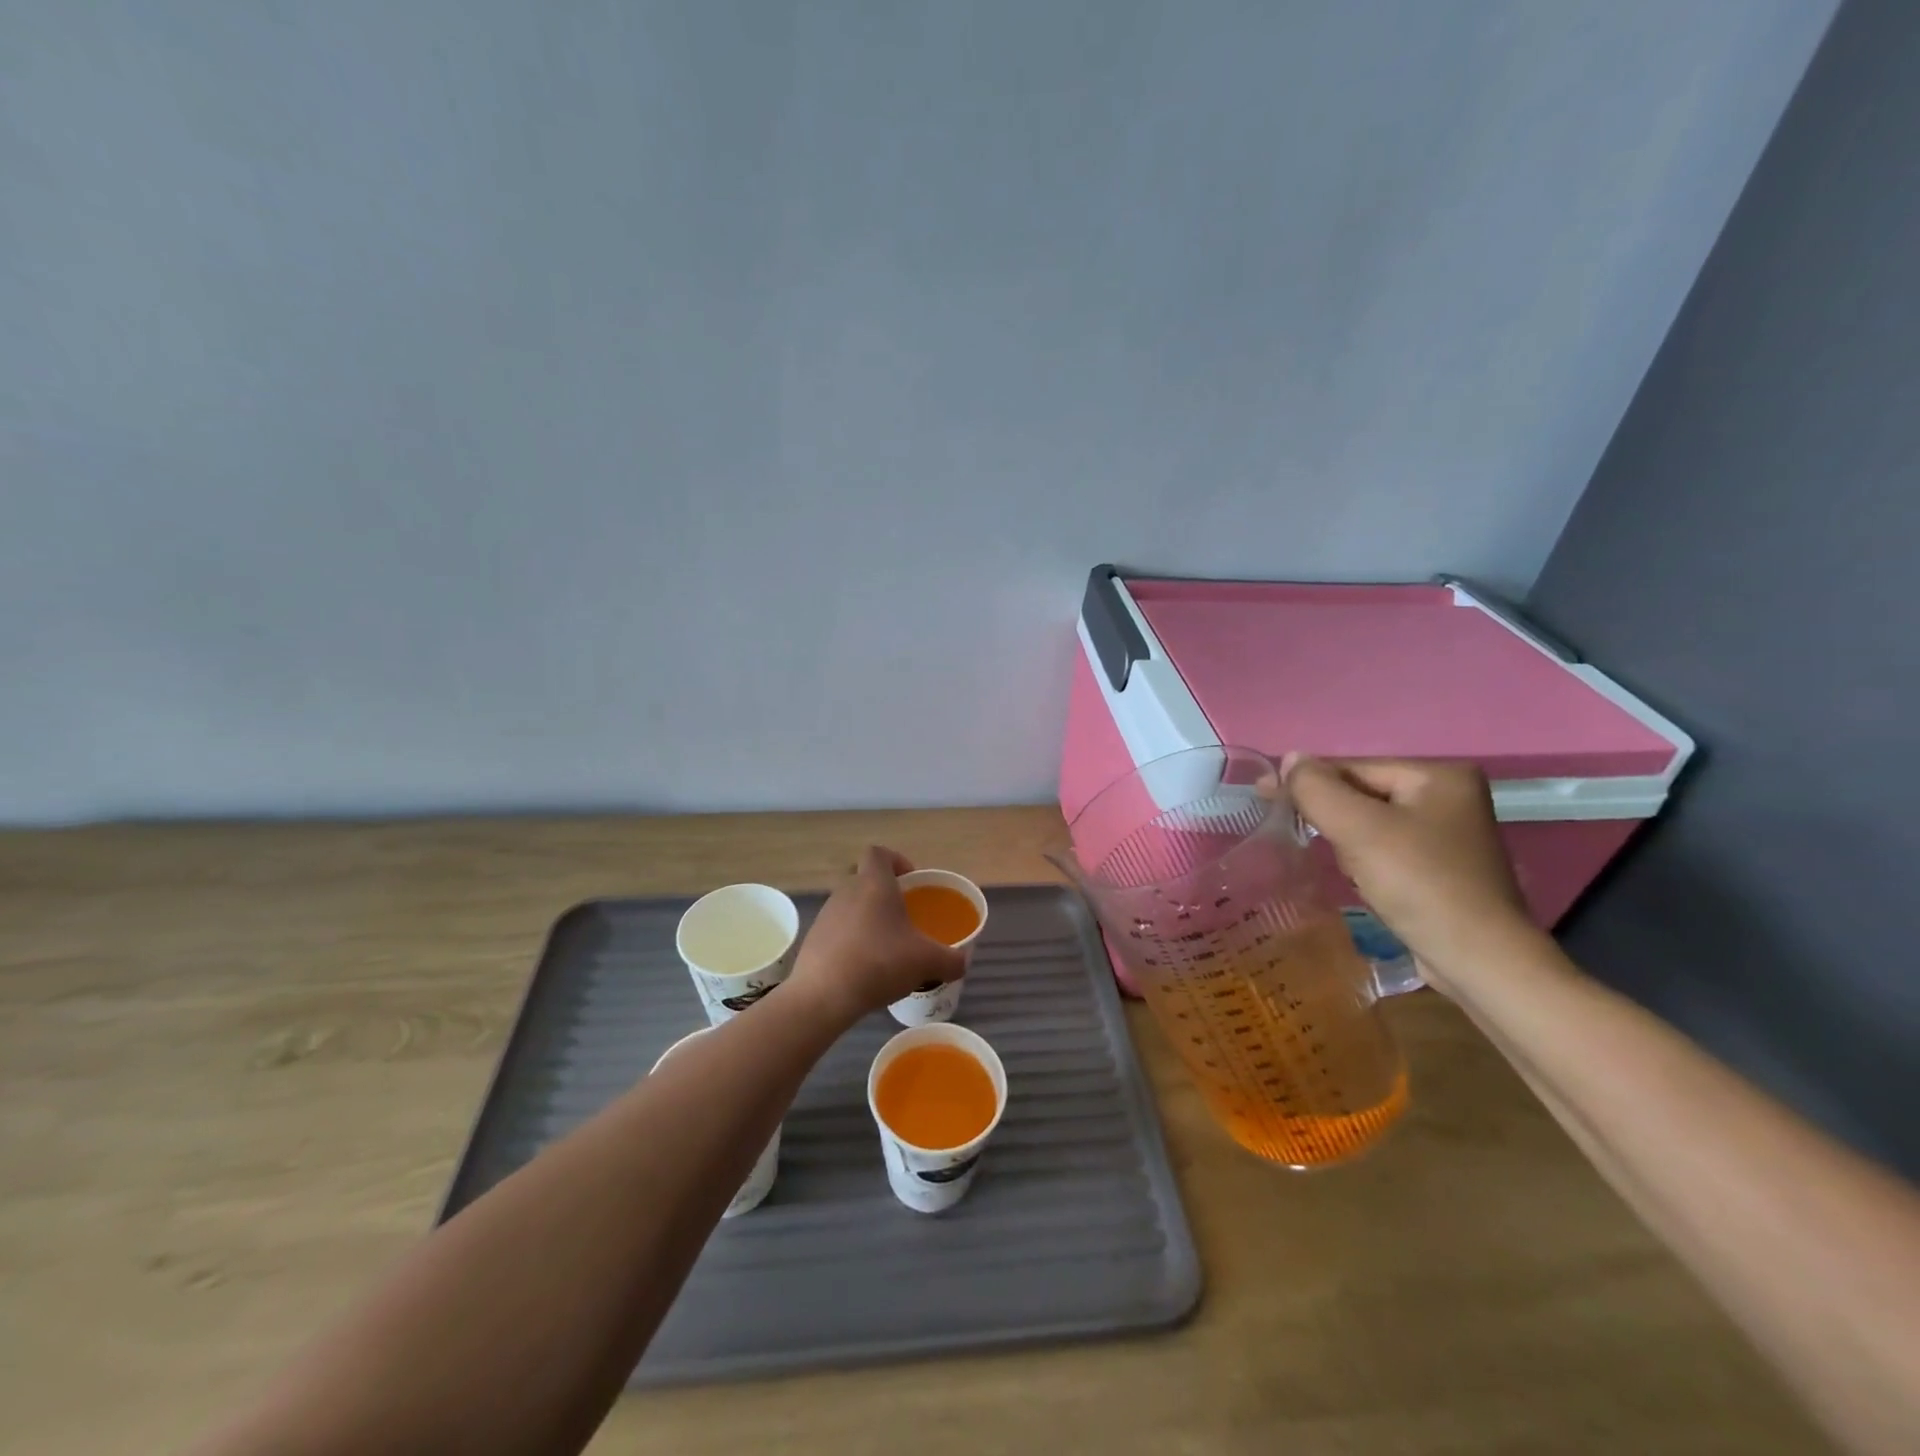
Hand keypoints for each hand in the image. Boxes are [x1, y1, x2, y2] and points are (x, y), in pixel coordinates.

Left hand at [787, 846, 966, 1023]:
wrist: (823, 995)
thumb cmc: (879, 963)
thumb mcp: (927, 962)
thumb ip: (951, 959)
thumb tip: (961, 962)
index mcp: (874, 883)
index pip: (879, 852)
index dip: (896, 860)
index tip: (911, 883)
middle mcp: (846, 891)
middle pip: (865, 879)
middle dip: (885, 894)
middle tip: (904, 918)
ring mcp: (826, 914)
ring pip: (851, 905)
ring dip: (868, 919)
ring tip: (887, 948)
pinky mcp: (814, 939)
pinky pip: (838, 930)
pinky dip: (852, 941)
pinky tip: (865, 968)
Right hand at [1280, 755, 1537, 993]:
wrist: (1479, 961)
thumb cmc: (1420, 884)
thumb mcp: (1358, 829)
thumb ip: (1316, 788)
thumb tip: (1289, 759)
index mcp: (1440, 775)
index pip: (1354, 768)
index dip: (1308, 784)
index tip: (1264, 798)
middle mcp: (1450, 797)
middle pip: (1362, 795)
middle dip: (1333, 819)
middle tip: (1306, 839)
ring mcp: (1448, 835)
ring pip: (1369, 824)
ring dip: (1346, 843)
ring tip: (1348, 870)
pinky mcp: (1442, 868)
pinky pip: (1385, 850)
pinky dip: (1365, 862)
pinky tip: (1364, 883)